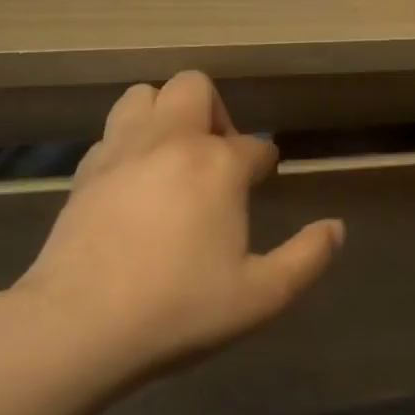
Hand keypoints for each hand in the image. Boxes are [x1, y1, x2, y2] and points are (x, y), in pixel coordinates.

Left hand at [10, 71, 343, 388]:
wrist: (78, 327)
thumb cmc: (179, 310)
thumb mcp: (262, 296)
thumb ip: (307, 258)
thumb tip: (336, 228)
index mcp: (217, 165)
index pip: (254, 146)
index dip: (264, 163)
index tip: (263, 181)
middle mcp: (170, 141)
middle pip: (194, 88)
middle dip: (215, 113)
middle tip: (219, 161)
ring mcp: (121, 151)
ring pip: (144, 95)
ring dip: (166, 114)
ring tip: (175, 160)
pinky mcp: (85, 172)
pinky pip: (113, 132)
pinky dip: (130, 142)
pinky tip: (135, 183)